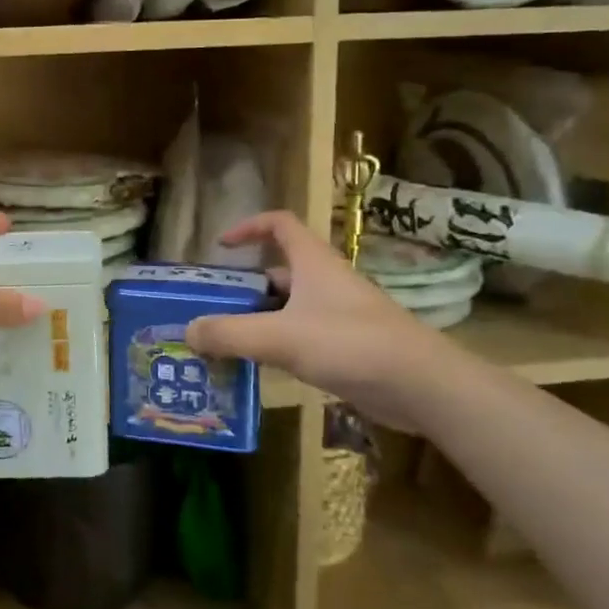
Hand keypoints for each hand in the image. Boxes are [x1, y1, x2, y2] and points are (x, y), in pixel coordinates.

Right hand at [184, 211, 435, 404]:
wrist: (419, 385)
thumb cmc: (348, 343)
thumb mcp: (280, 337)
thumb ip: (230, 333)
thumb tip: (189, 330)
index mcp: (313, 262)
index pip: (279, 223)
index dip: (248, 227)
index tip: (221, 246)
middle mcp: (326, 281)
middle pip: (278, 271)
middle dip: (245, 287)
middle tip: (213, 309)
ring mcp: (340, 313)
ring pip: (290, 307)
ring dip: (260, 320)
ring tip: (227, 342)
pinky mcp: (349, 344)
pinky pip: (304, 335)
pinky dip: (280, 344)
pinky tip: (262, 367)